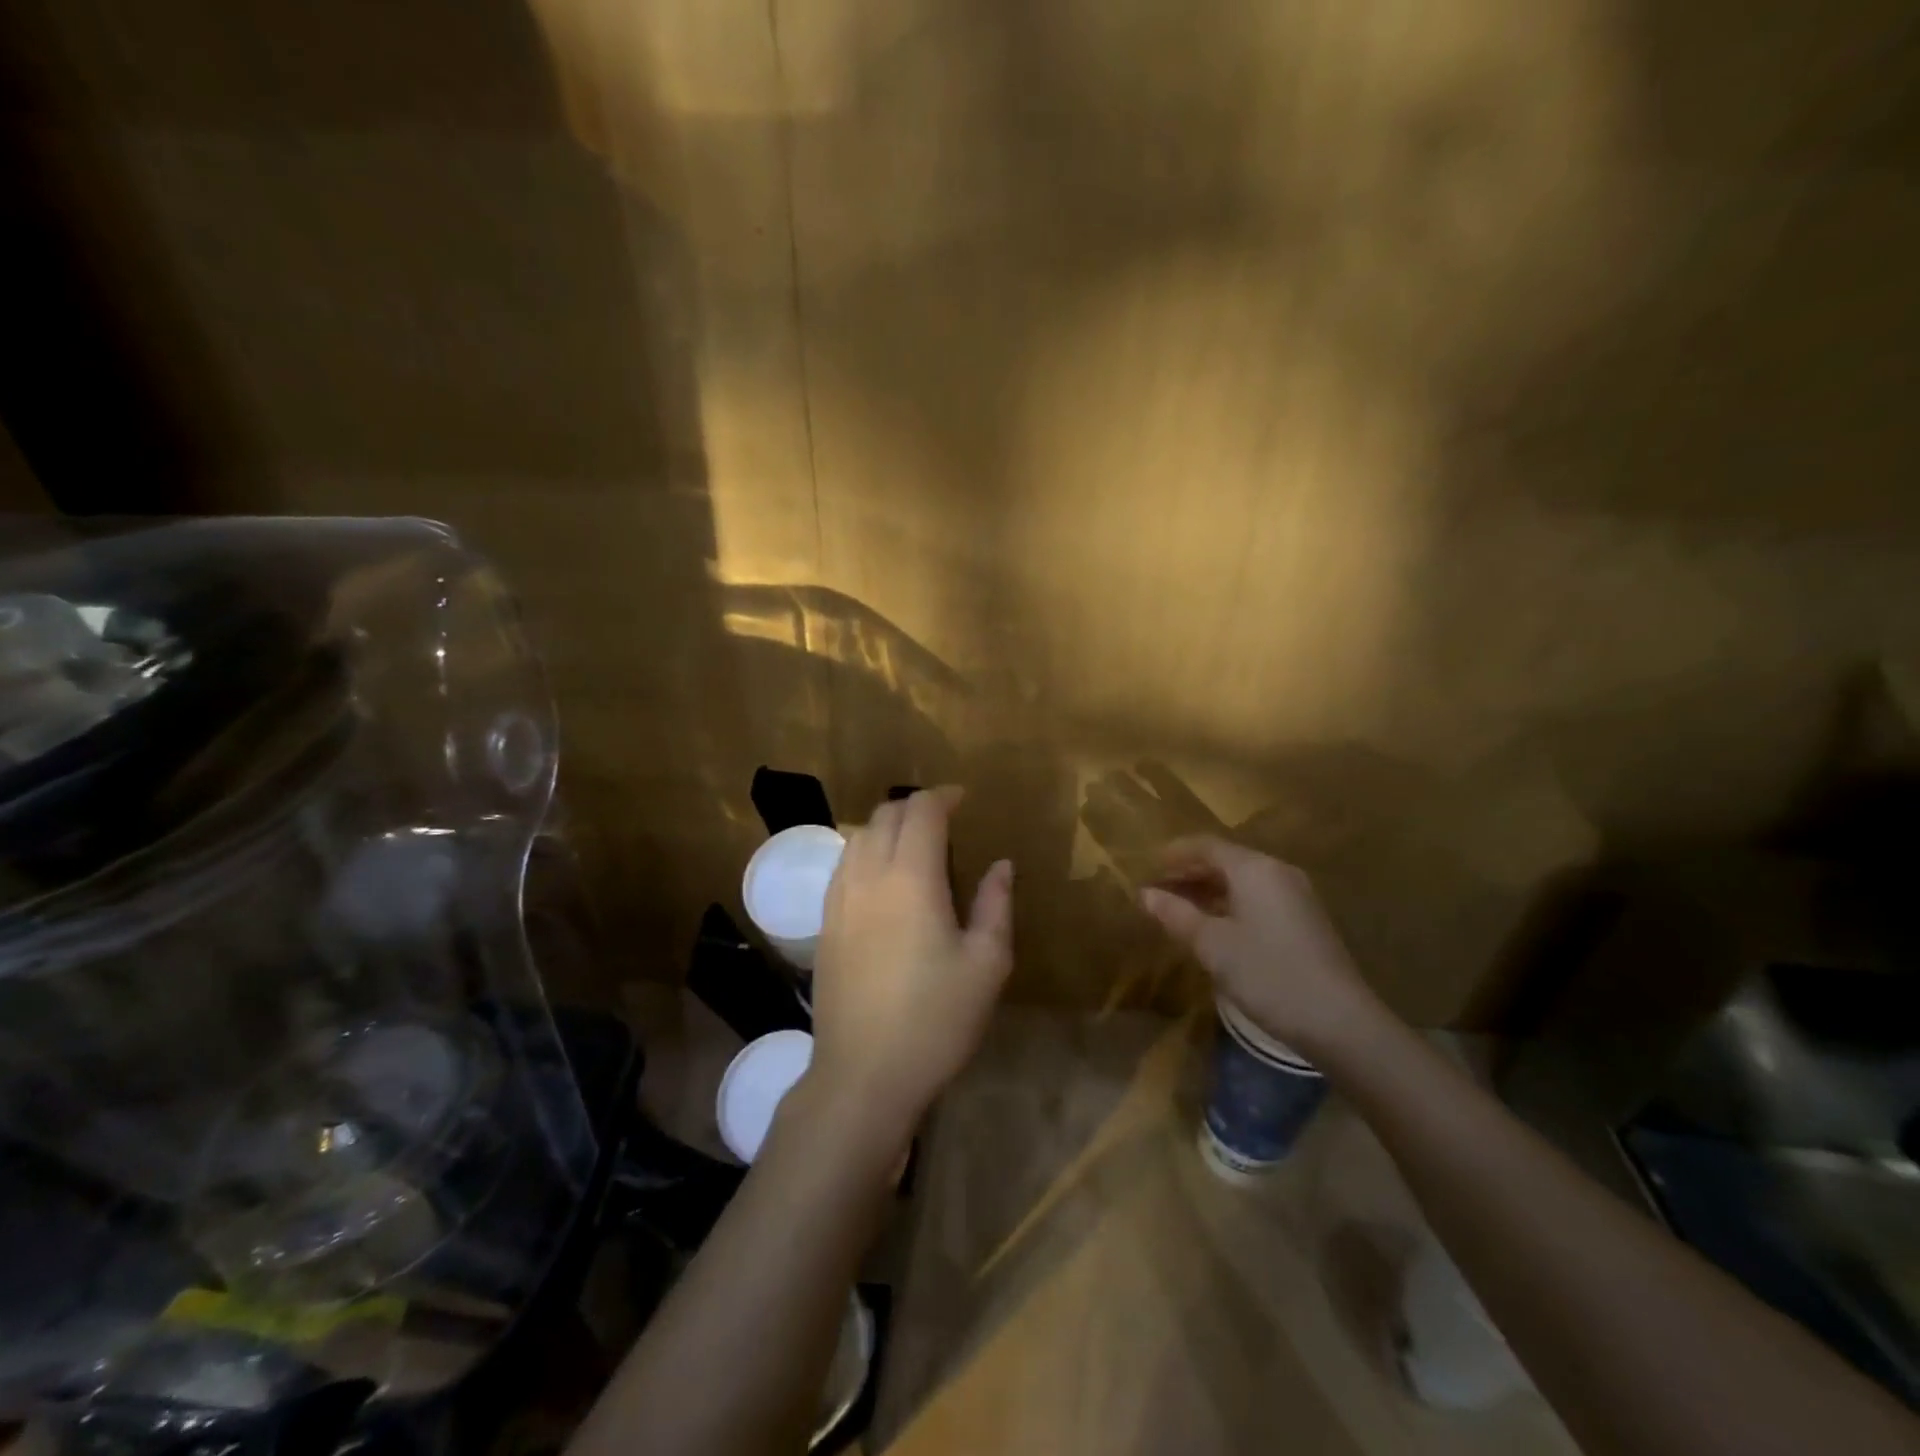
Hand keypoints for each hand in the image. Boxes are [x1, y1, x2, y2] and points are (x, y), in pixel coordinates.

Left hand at [807, 788, 1013, 1136]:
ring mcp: (838, 899)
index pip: (921, 812)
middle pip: (884, 816)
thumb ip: (996, 904)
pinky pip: (842, 865)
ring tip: (913, 844)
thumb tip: (1001, 865)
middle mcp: (868, 876)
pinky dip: (865, 852)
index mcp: (911, 877)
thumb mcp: (986, 964)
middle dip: (915, 807)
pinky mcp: (824, 924)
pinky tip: (882, 878)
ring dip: (886, 827)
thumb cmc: (936, 1019)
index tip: (963, 800)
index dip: (943, 797)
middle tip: (944, 820)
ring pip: (857, 836)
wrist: (863, 1074)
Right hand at [1139, 836, 1383, 1057]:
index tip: (1147, 867)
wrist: (1340, 1022)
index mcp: (1254, 868)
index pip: (1206, 845)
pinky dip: (1230, 904)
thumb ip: (1176, 915)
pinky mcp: (1305, 920)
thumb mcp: (1212, 945)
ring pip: (1242, 881)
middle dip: (1189, 872)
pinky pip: (1258, 898)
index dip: (1174, 854)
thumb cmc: (1268, 974)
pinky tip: (1214, 928)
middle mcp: (1277, 872)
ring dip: (1208, 890)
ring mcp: (1296, 896)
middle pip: (1225, 860)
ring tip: (1178, 910)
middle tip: (1157, 890)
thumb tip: (1144, 893)